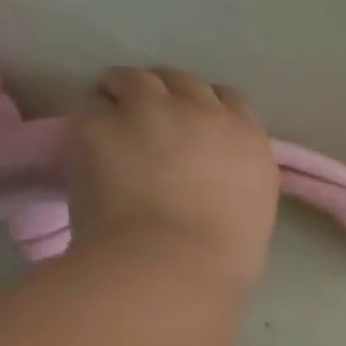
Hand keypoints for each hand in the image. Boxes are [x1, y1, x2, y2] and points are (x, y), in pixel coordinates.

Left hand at [66, 67, 279, 289]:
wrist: (171, 266)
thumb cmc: (224, 259)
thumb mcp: (254, 210)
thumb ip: (236, 178)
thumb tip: (214, 178)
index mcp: (249, 139)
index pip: (228, 100)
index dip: (205, 112)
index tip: (193, 134)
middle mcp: (204, 112)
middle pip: (181, 82)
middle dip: (166, 100)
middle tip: (150, 131)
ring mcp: (151, 110)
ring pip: (133, 79)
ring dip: (125, 97)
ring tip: (115, 129)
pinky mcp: (101, 120)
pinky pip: (93, 103)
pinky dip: (92, 119)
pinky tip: (91, 148)